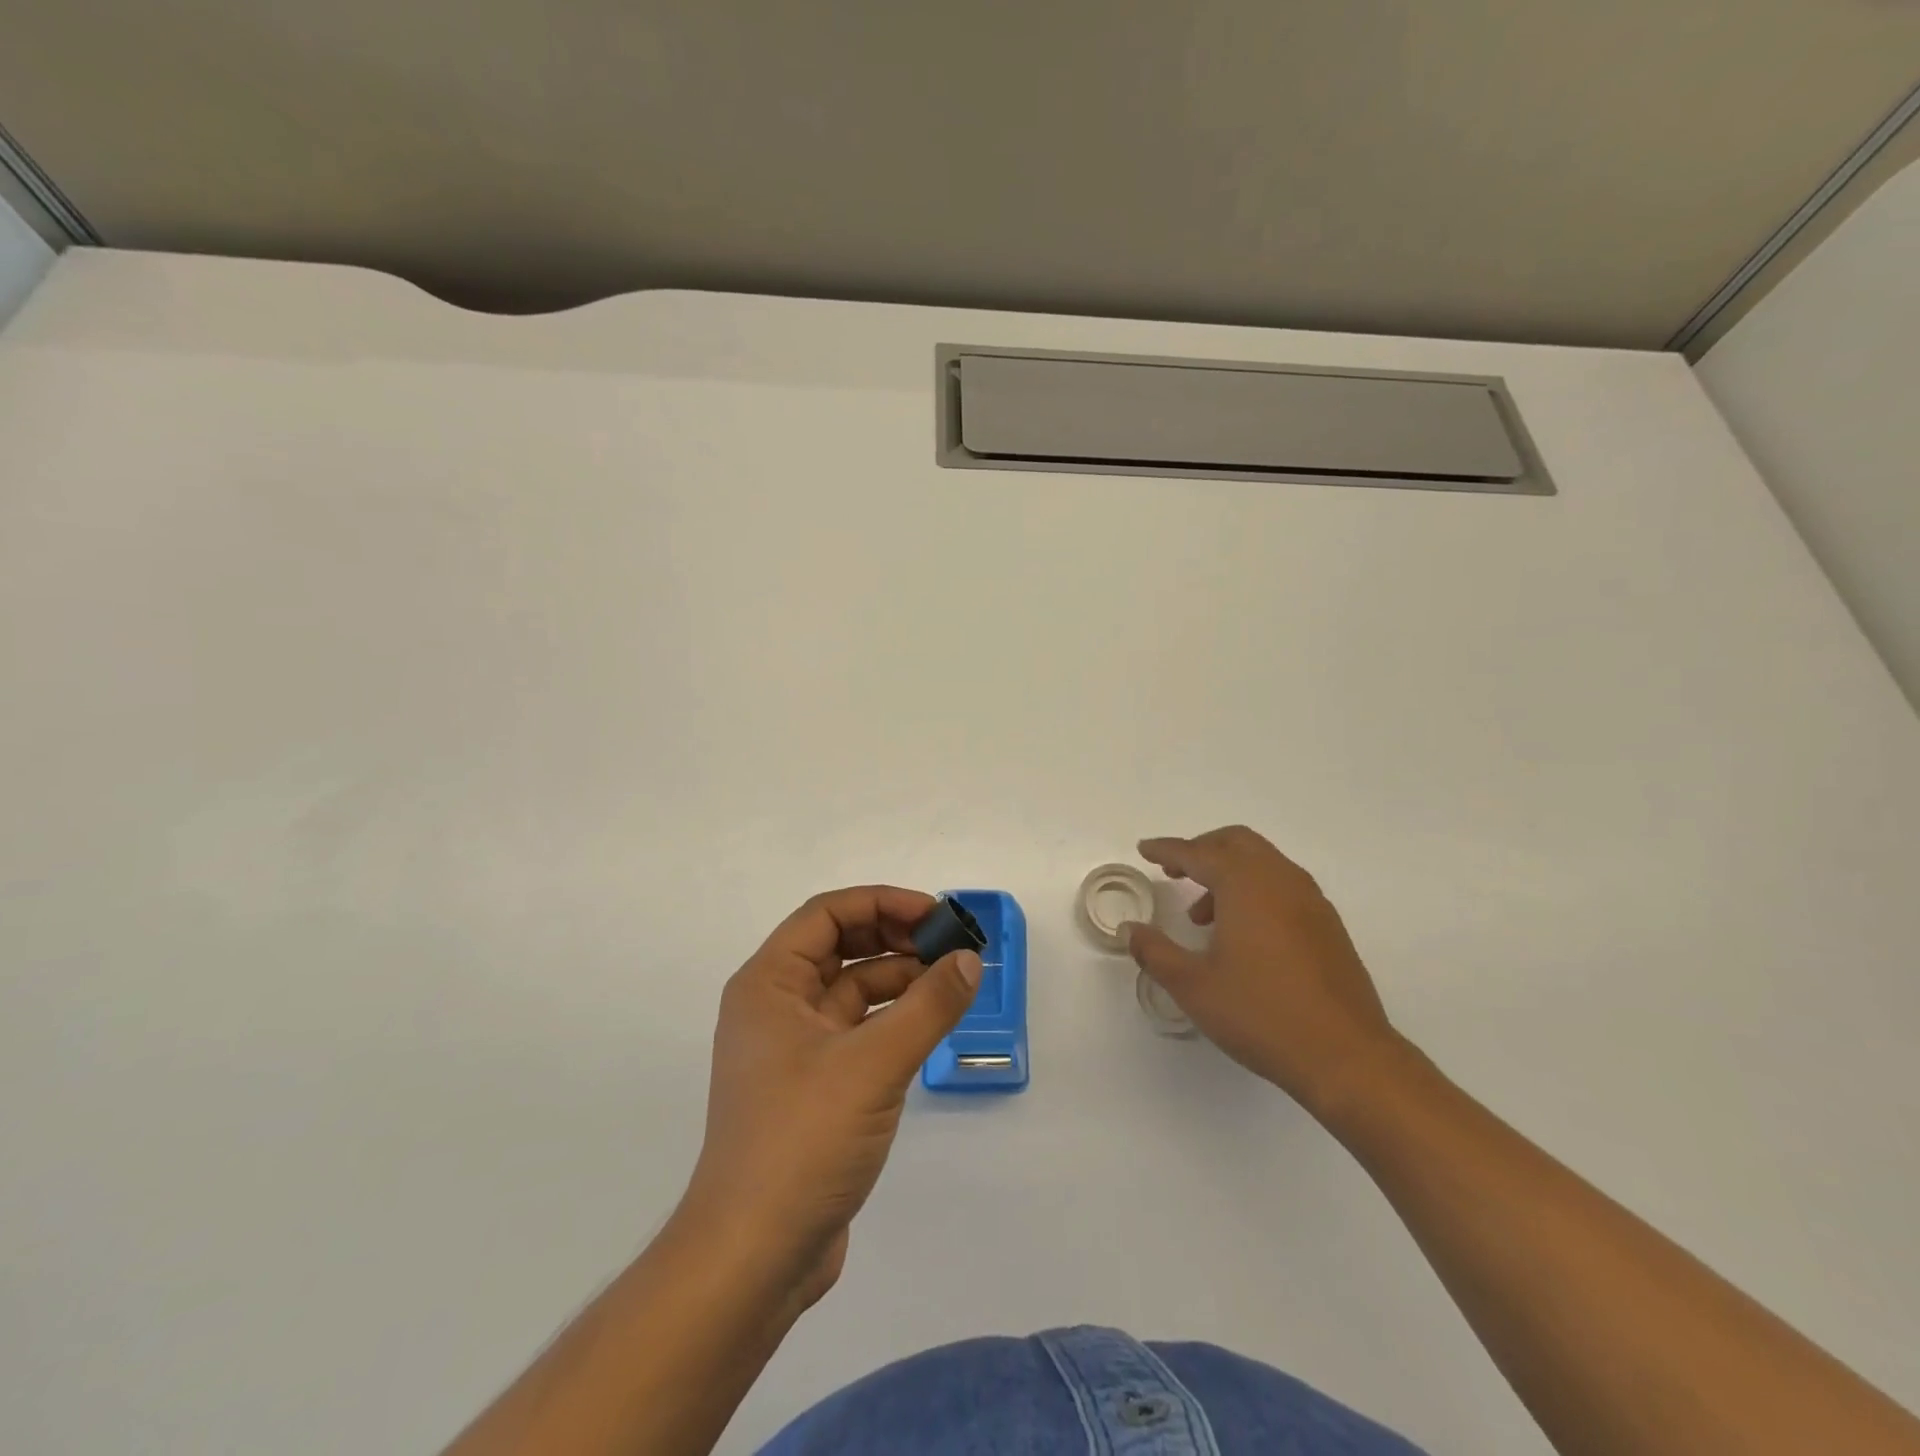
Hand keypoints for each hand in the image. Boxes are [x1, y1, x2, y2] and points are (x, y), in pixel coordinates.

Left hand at [679, 886, 980, 1307]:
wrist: (753, 1257)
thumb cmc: (802, 1141)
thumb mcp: (873, 1064)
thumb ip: (928, 1006)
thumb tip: (970, 961)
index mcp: (769, 984)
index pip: (827, 914)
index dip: (882, 902)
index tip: (936, 914)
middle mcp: (775, 1006)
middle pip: (839, 946)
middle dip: (894, 937)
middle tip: (950, 945)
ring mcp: (793, 1049)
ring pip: (851, 989)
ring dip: (898, 978)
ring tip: (951, 981)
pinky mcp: (813, 1086)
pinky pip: (857, 1030)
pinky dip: (892, 1019)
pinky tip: (929, 1024)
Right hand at [1126, 826, 1398, 1115]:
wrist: (1346, 1056)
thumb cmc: (1261, 1014)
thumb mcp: (1194, 986)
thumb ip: (1156, 952)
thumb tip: (1131, 930)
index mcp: (1246, 885)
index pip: (1198, 853)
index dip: (1167, 849)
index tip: (1145, 849)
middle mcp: (1281, 880)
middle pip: (1236, 843)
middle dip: (1202, 850)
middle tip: (1174, 872)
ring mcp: (1311, 901)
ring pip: (1263, 863)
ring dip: (1229, 873)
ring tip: (1203, 917)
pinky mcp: (1328, 926)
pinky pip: (1283, 886)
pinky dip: (1255, 890)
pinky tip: (1243, 934)